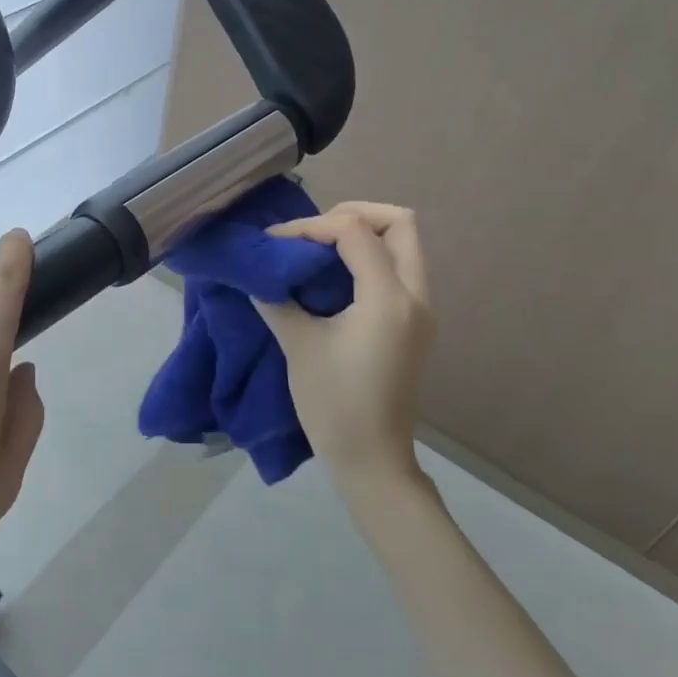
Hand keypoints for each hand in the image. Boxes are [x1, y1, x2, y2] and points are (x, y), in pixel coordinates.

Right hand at [255, 202, 434, 489]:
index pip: (355, 232)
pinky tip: (332, 277)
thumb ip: (277, 299)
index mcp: (388, 298)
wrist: (372, 461)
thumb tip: (256, 273)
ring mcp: (420, 310)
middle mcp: (415, 296)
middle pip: (401, 224)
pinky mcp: (414, 325)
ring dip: (363, 236)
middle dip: (354, 215)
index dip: (310, 227)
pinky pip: (398, 269)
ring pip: (404, 245)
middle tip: (313, 232)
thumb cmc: (334, 405)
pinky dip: (368, 258)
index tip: (275, 242)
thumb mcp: (299, 347)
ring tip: (318, 250)